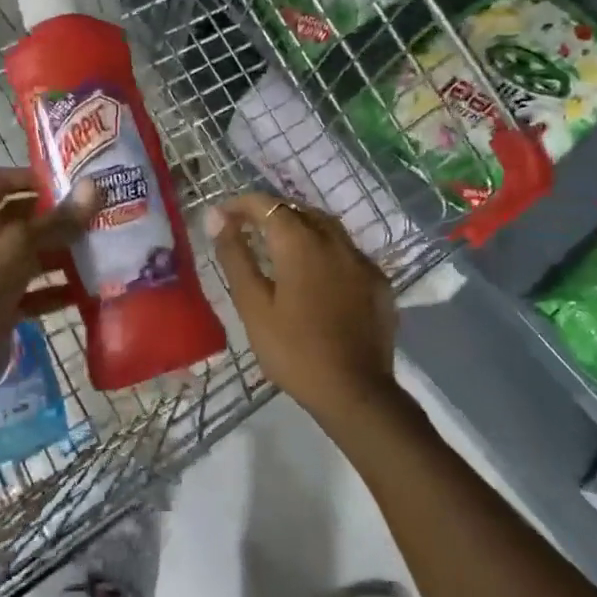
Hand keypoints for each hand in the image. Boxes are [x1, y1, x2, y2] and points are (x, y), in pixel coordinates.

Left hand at [0, 168, 101, 394]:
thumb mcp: (19, 246)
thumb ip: (58, 220)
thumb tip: (95, 188)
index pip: (0, 183)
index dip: (28, 176)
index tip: (64, 178)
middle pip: (24, 220)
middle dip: (57, 217)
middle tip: (96, 213)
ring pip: (35, 257)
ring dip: (64, 253)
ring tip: (101, 248)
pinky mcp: (8, 306)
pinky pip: (39, 293)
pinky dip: (61, 291)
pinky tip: (89, 290)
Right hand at [205, 193, 396, 417]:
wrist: (354, 391)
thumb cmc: (293, 350)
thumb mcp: (253, 305)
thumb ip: (235, 256)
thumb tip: (218, 218)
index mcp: (301, 243)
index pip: (267, 205)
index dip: (241, 204)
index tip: (222, 217)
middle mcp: (335, 240)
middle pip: (299, 210)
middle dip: (270, 213)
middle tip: (246, 230)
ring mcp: (361, 260)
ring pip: (327, 227)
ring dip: (300, 226)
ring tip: (278, 247)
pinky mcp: (378, 281)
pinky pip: (346, 252)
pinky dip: (324, 250)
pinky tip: (315, 274)